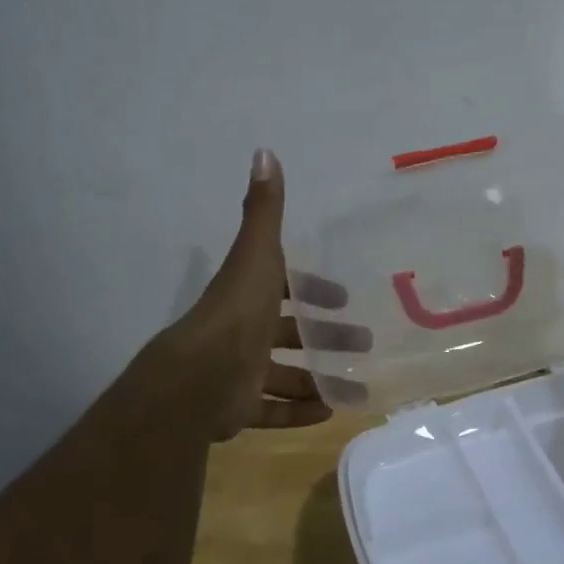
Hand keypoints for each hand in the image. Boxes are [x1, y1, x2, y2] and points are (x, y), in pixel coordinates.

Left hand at [165, 149, 371, 440]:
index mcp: (249, 296)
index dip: (313, 291)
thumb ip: (264, 210)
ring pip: (284, 376)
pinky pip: (272, 411)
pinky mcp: (238, 408)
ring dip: (318, 379)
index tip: (343, 299)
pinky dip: (299, 412)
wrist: (198, 379)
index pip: (284, 288)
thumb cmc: (237, 314)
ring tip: (357, 387)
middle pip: (290, 333)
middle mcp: (244, 331)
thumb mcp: (257, 256)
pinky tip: (329, 413)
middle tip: (364, 343)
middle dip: (327, 337)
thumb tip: (265, 151)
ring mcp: (239, 372)